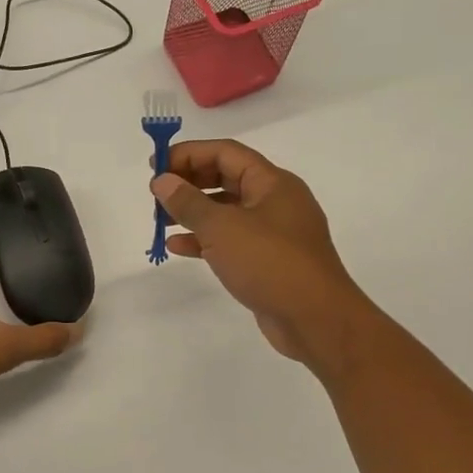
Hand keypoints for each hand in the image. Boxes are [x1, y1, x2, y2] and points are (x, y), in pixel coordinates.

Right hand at [151, 140, 382, 371]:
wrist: (316, 319)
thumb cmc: (270, 263)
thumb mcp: (223, 228)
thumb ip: (189, 202)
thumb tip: (162, 180)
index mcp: (272, 182)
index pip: (225, 153)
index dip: (188, 153)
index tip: (156, 166)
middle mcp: (275, 201)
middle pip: (226, 178)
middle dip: (189, 183)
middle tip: (156, 194)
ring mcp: (273, 233)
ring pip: (226, 211)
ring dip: (193, 212)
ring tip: (160, 220)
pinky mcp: (268, 261)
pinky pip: (231, 240)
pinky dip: (204, 240)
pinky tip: (177, 247)